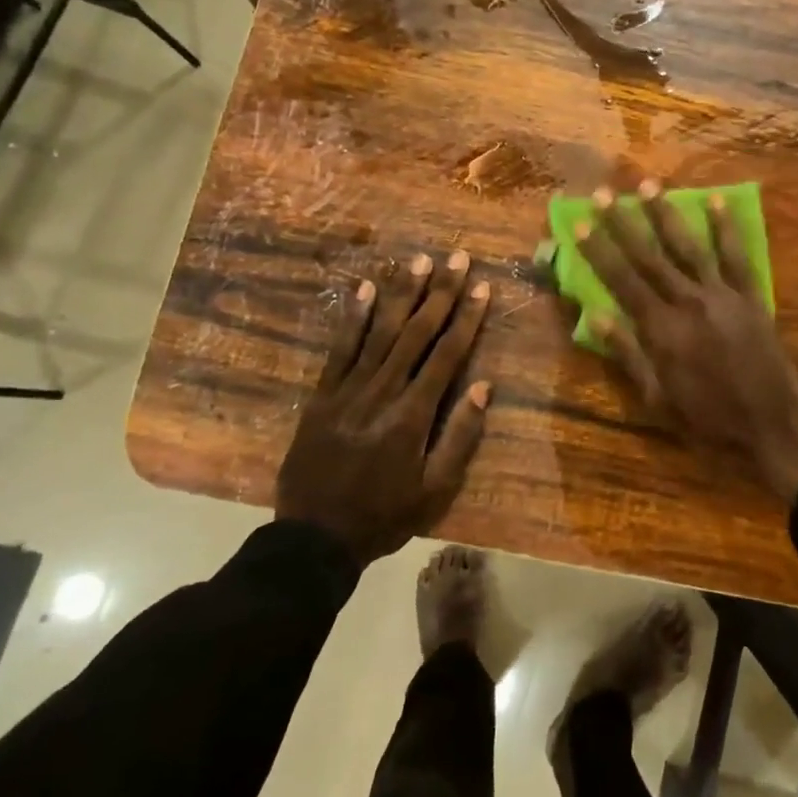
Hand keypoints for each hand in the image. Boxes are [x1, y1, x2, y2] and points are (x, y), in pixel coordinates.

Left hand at [277, 251, 494, 564]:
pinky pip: (340, 349)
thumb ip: (460, 437)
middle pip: (416, 333)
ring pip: (380, 332)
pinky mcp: (322, 395)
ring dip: (401, 293)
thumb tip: (483, 387)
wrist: (314, 538)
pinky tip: (366, 289)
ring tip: (419, 260)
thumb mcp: (436, 491)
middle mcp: (382, 392)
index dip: (466, 318)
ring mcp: (348, 390)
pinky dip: (353, 318)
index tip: (482, 288)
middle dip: (440, 293)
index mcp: (413, 415)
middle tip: (457, 258)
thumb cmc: (385, 516)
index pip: (446, 355)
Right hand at [576, 181, 797, 500]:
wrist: (770, 426)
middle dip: (624, 222)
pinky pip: (737, 257)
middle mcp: (689, 303)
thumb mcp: (656, 397)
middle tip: (605, 192)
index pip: (622, 280)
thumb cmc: (706, 419)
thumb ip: (626, 353)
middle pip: (650, 256)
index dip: (599, 250)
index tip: (581, 221)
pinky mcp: (751, 297)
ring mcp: (723, 296)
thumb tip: (593, 314)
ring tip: (650, 185)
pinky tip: (717, 202)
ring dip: (668, 215)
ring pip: (690, 247)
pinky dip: (726, 229)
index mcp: (661, 329)